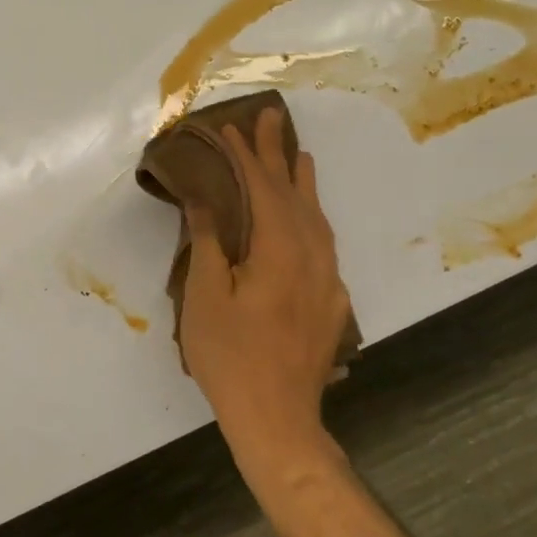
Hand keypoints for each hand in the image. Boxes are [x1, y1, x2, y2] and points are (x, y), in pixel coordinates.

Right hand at [179, 107, 352, 453]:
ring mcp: (327, 280)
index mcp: (279, 249)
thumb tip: (206, 201)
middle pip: (296, 193)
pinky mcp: (331, 302)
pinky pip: (324, 244)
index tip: (231, 126)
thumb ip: (209, 243)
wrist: (278, 418)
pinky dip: (313, 219)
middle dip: (279, 154)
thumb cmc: (230, 356)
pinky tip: (307, 223)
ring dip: (303, 183)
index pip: (263, 187)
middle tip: (270, 117)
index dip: (245, 155)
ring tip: (298, 157)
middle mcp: (312, 255)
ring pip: (318, 218)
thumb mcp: (205, 297)